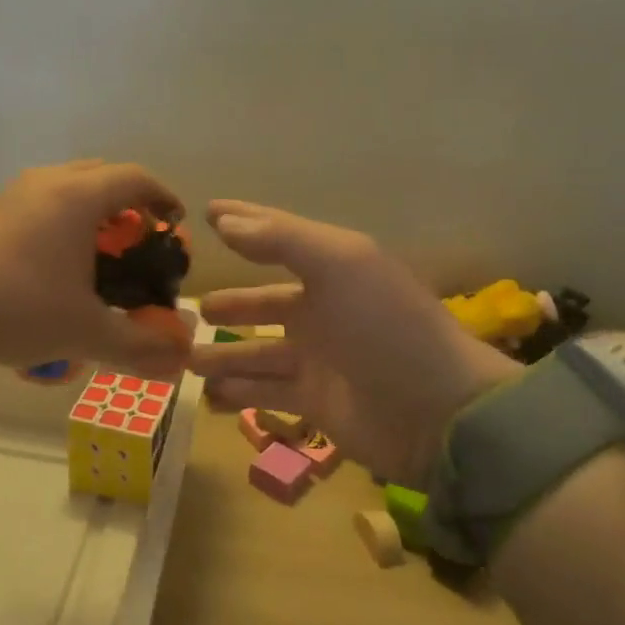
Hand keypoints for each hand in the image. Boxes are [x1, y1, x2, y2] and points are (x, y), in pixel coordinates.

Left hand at [0, 160, 191, 376]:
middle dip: (124, 202)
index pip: (135, 178)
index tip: (174, 223)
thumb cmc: (17, 306)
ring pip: (60, 187)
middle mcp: (43, 183)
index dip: (163, 197)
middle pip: (98, 174)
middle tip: (134, 239)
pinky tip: (43, 266)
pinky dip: (50, 223)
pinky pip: (29, 205)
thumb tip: (179, 360)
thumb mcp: (84, 331)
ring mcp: (6, 194)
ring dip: (85, 211)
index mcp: (77, 197)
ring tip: (91, 254)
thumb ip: (137, 345)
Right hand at [188, 200, 522, 484]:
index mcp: (332, 270)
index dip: (244, 224)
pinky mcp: (315, 403)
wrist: (439, 411)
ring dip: (222, 356)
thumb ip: (280, 239)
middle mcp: (322, 311)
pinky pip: (265, 393)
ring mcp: (317, 360)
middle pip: (263, 304)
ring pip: (256, 353)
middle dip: (229, 306)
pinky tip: (208, 397)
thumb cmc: (385, 327)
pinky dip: (237, 394)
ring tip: (184, 360)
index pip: (278, 238)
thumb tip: (222, 220)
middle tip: (190, 310)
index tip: (205, 213)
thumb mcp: (339, 265)